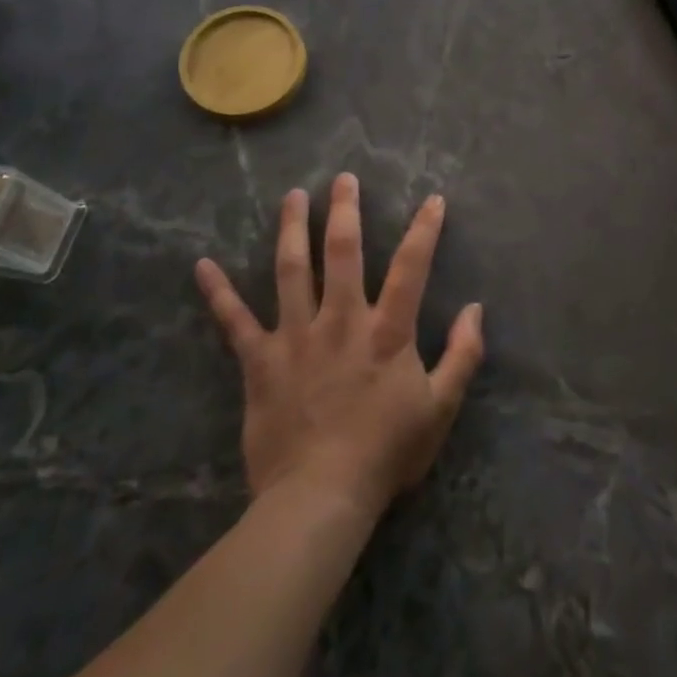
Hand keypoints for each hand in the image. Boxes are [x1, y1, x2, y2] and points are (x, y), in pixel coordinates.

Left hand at [195, 174, 484, 518]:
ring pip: (291, 270)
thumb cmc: (386, 452)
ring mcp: (296, 337)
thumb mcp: (441, 408)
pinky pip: (234, 321)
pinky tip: (201, 266)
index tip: (432, 199)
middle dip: (344, 210)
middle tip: (343, 178)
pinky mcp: (260, 362)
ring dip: (291, 228)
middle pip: (342, 252)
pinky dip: (218, 293)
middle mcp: (341, 320)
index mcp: (387, 331)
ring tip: (292, 196)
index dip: (424, 229)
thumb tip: (475, 309)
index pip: (411, 267)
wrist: (321, 498)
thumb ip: (463, 355)